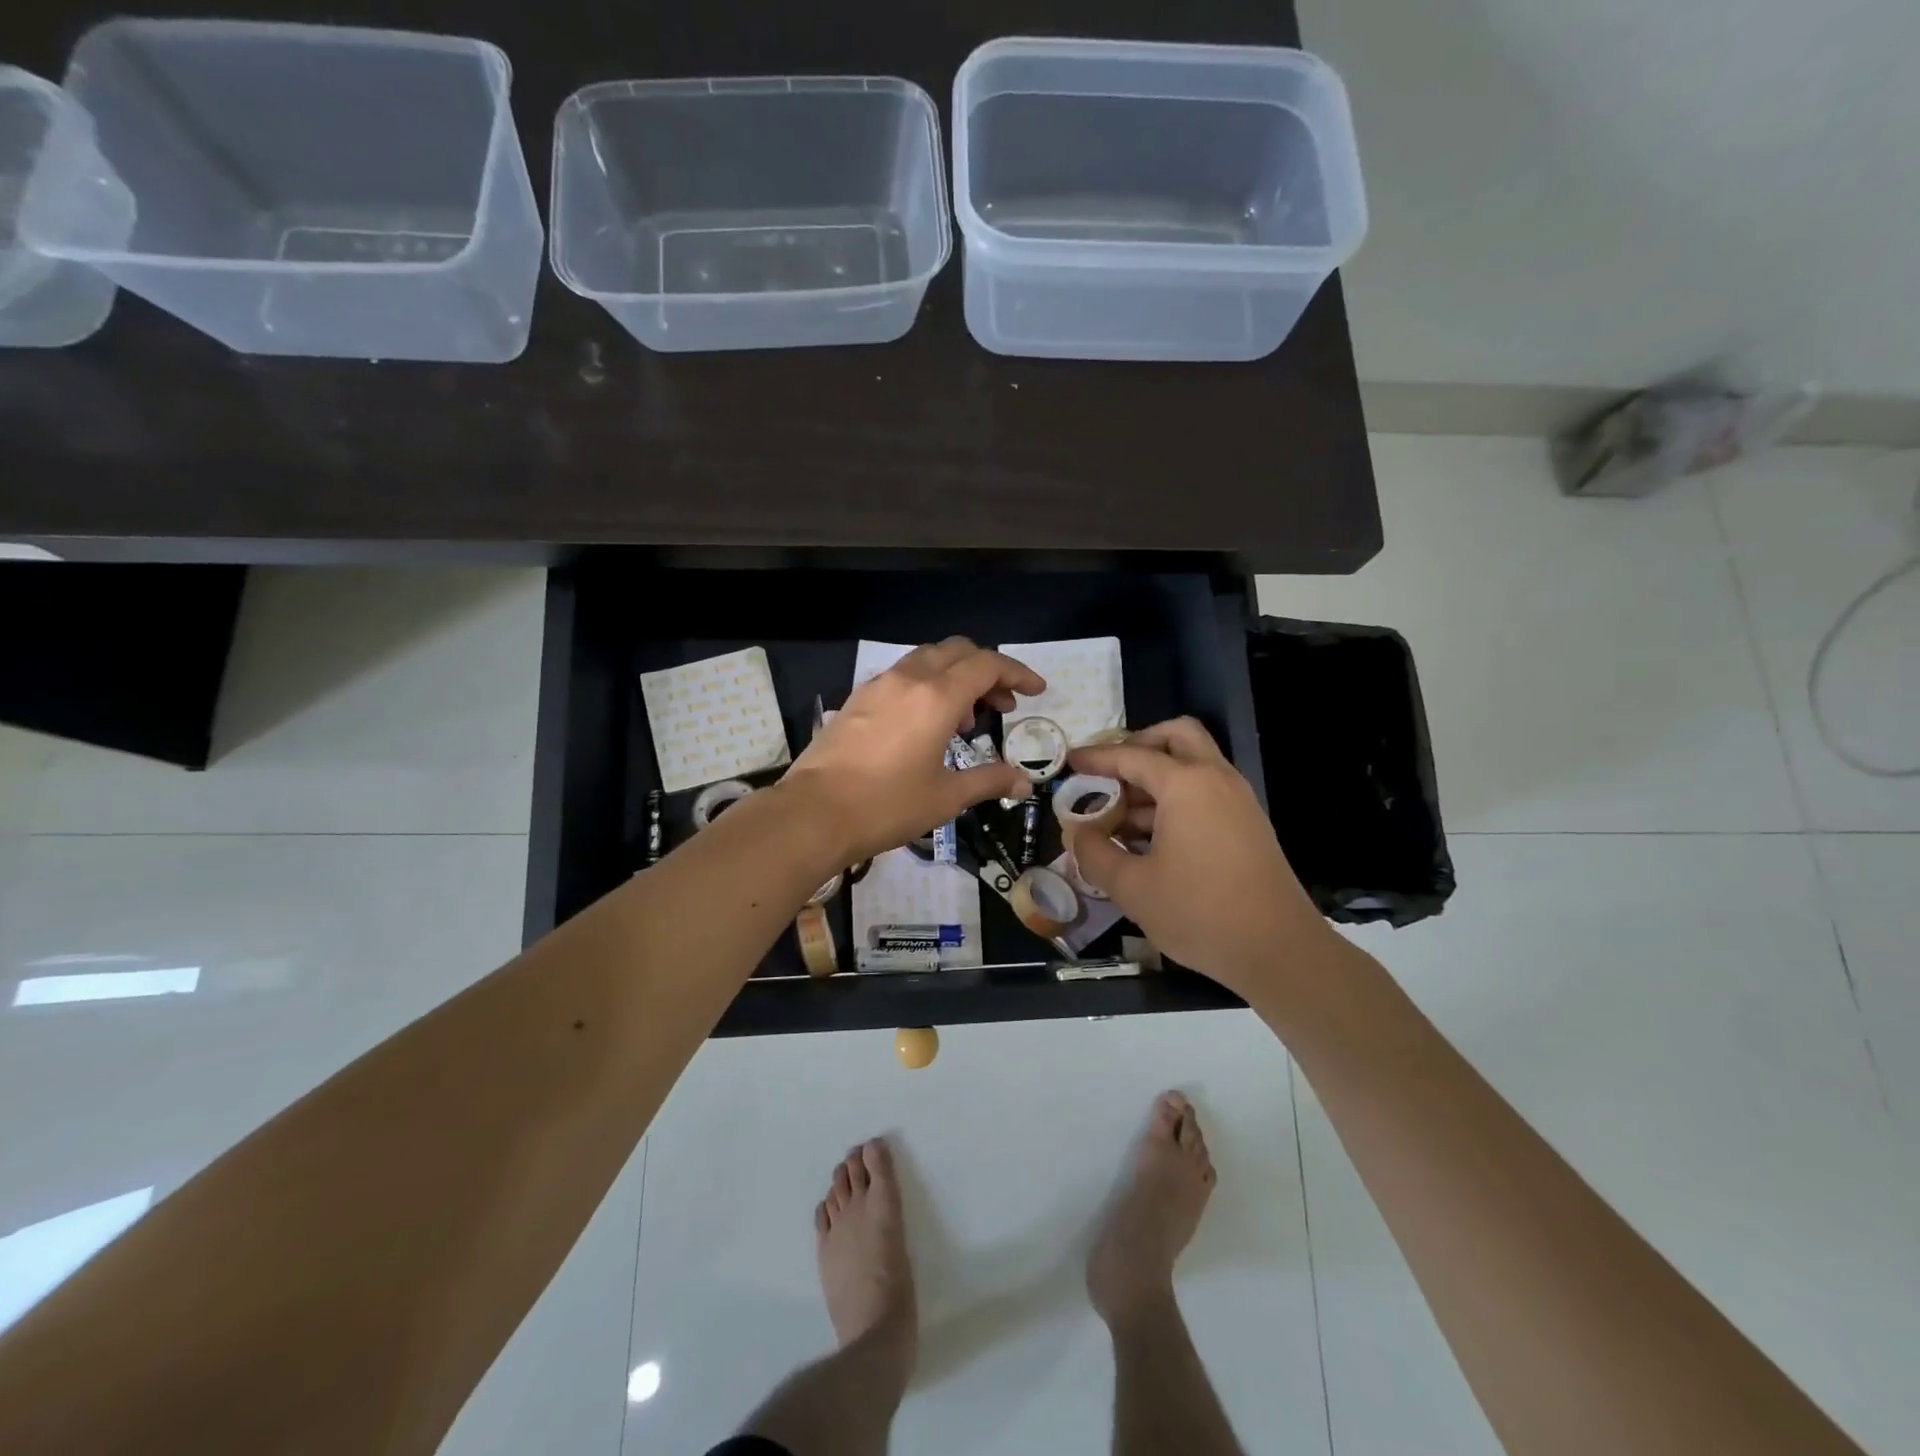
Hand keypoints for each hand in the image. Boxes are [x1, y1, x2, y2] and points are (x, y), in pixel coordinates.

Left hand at [780, 638, 1042, 866]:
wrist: (814, 813)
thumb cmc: (887, 805)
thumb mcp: (946, 796)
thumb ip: (988, 780)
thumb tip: (1024, 782)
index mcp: (937, 697)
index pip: (987, 665)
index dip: (1017, 673)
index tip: (1036, 691)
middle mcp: (909, 679)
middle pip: (958, 651)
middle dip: (988, 670)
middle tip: (1002, 706)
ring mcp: (878, 685)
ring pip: (927, 658)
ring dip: (955, 675)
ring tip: (964, 718)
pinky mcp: (857, 698)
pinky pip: (903, 675)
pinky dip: (926, 684)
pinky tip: (925, 723)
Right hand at [1066, 718, 1330, 998]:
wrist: (1279, 951)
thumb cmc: (1199, 913)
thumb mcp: (1131, 887)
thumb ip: (1094, 853)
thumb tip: (1078, 832)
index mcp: (1186, 784)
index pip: (1132, 756)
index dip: (1095, 757)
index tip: (1068, 761)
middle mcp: (1216, 779)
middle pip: (1177, 736)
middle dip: (1138, 746)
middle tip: (1109, 774)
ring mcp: (1238, 800)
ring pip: (1193, 765)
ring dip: (1155, 777)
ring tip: (1120, 816)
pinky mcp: (1248, 824)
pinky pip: (1206, 792)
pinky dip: (1176, 798)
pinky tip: (1149, 838)